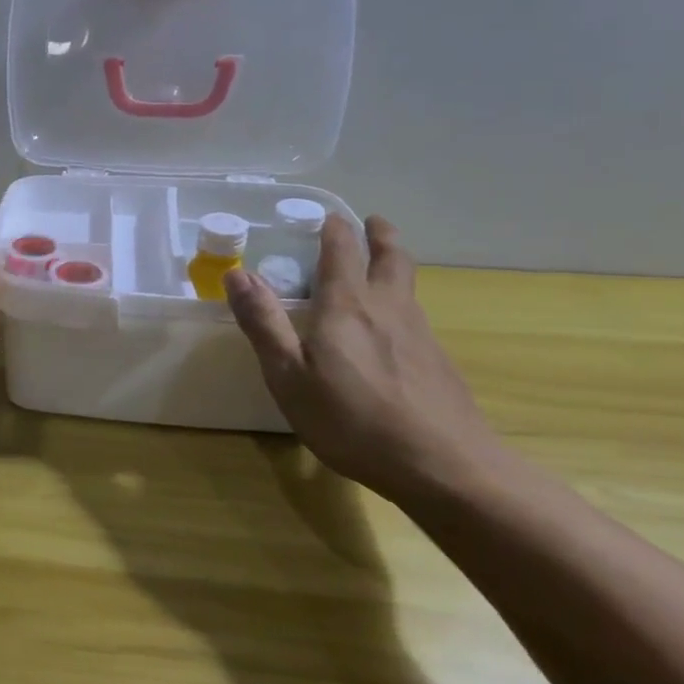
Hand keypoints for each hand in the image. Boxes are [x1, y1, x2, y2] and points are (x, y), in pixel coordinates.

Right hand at [223, 216, 497, 503]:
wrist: (446, 468)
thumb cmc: (353, 421)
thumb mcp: (289, 376)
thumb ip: (263, 323)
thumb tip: (237, 273)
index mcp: (347, 305)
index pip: (342, 250)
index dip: (334, 228)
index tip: (326, 215)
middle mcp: (388, 308)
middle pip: (391, 257)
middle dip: (380, 235)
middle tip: (372, 222)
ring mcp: (420, 334)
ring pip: (408, 285)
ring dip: (394, 265)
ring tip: (381, 266)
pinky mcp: (439, 363)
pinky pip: (416, 317)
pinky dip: (402, 303)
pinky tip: (392, 331)